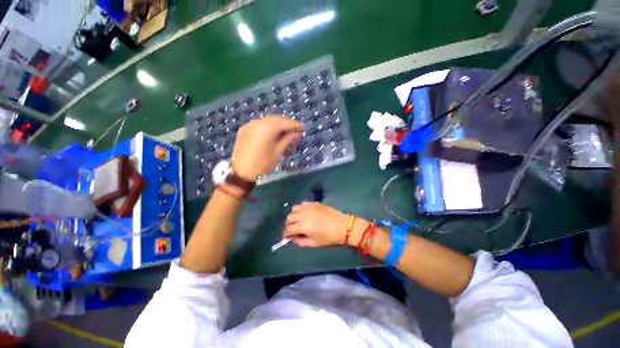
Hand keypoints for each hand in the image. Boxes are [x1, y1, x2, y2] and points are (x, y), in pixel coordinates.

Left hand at [232, 116, 303, 179]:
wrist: (241, 172)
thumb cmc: (263, 163)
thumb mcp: (278, 151)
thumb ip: (288, 139)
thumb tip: (297, 133)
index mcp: (268, 127)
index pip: (285, 123)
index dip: (295, 125)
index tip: (303, 128)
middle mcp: (259, 122)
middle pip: (276, 119)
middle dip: (286, 124)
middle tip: (295, 131)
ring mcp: (250, 124)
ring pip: (268, 121)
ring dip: (277, 125)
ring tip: (285, 132)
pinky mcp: (245, 129)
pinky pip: (260, 124)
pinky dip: (268, 127)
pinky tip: (272, 133)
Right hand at [284, 202, 348, 246]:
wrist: (343, 226)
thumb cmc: (329, 237)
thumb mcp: (314, 243)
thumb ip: (302, 242)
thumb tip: (294, 239)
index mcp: (303, 226)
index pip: (289, 229)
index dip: (286, 234)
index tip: (286, 237)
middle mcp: (303, 214)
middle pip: (289, 217)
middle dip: (289, 224)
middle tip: (292, 229)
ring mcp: (309, 207)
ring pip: (294, 208)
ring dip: (294, 215)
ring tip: (298, 219)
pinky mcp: (314, 203)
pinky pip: (303, 203)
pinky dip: (301, 208)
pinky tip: (305, 213)